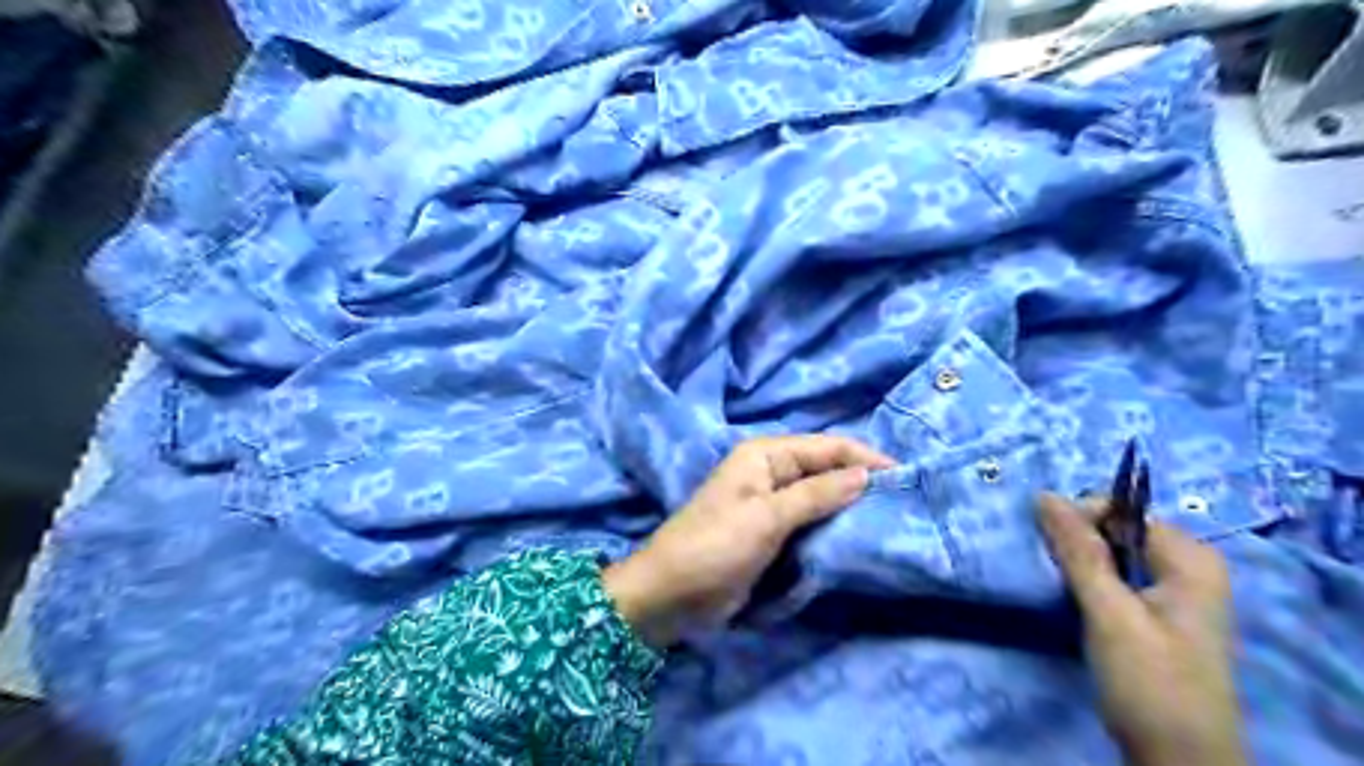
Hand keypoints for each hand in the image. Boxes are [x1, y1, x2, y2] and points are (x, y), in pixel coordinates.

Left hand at [607, 438, 896, 644]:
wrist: (672, 594)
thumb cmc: (715, 546)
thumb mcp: (767, 517)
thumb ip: (816, 494)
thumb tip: (864, 474)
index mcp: (765, 455)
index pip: (827, 446)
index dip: (865, 458)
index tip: (906, 477)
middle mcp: (770, 471)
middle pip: (826, 468)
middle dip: (861, 480)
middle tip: (905, 500)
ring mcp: (771, 502)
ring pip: (821, 494)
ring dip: (850, 504)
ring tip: (892, 517)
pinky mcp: (772, 531)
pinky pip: (810, 520)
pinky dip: (833, 525)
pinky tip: (858, 536)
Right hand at [1034, 494, 1244, 761]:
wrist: (1178, 760)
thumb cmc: (1150, 683)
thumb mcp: (1109, 613)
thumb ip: (1079, 552)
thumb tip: (1043, 495)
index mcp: (1191, 559)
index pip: (1122, 510)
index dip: (1080, 519)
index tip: (1048, 546)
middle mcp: (1188, 567)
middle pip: (1117, 530)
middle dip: (1077, 541)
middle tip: (1049, 567)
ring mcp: (1175, 592)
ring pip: (1113, 555)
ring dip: (1079, 563)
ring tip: (1055, 582)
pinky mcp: (1159, 614)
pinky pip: (1117, 577)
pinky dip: (1090, 581)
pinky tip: (1072, 599)